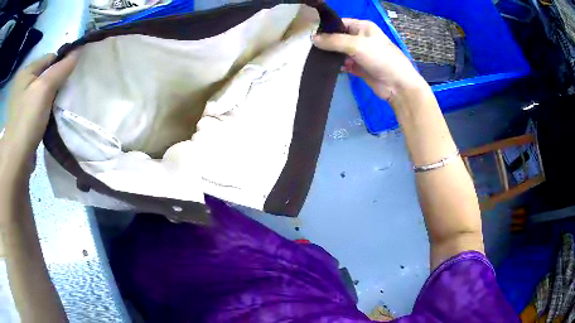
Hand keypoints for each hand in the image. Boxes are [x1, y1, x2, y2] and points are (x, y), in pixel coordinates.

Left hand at [1, 53, 76, 172]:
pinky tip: (48, 119)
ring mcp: (20, 104)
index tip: (71, 77)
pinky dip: (44, 112)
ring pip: (40, 93)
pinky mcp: (22, 121)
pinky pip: (36, 109)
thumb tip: (79, 50)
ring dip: (50, 99)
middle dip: (55, 83)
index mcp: (25, 71)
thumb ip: (61, 68)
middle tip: (65, 94)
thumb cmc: (27, 120)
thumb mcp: (45, 88)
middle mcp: (21, 84)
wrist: (15, 161)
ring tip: (57, 108)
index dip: (61, 64)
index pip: (49, 58)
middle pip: (44, 76)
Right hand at [313, 18, 426, 101]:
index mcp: (363, 27)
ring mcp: (360, 54)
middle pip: (338, 37)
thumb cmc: (380, 58)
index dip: (326, 28)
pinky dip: (337, 66)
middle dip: (326, 43)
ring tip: (316, 59)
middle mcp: (361, 38)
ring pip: (340, 52)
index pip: (340, 23)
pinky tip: (327, 68)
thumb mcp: (356, 45)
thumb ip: (333, 41)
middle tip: (310, 49)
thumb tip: (312, 38)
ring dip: (330, 55)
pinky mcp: (359, 68)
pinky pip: (344, 64)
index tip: (311, 35)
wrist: (398, 85)